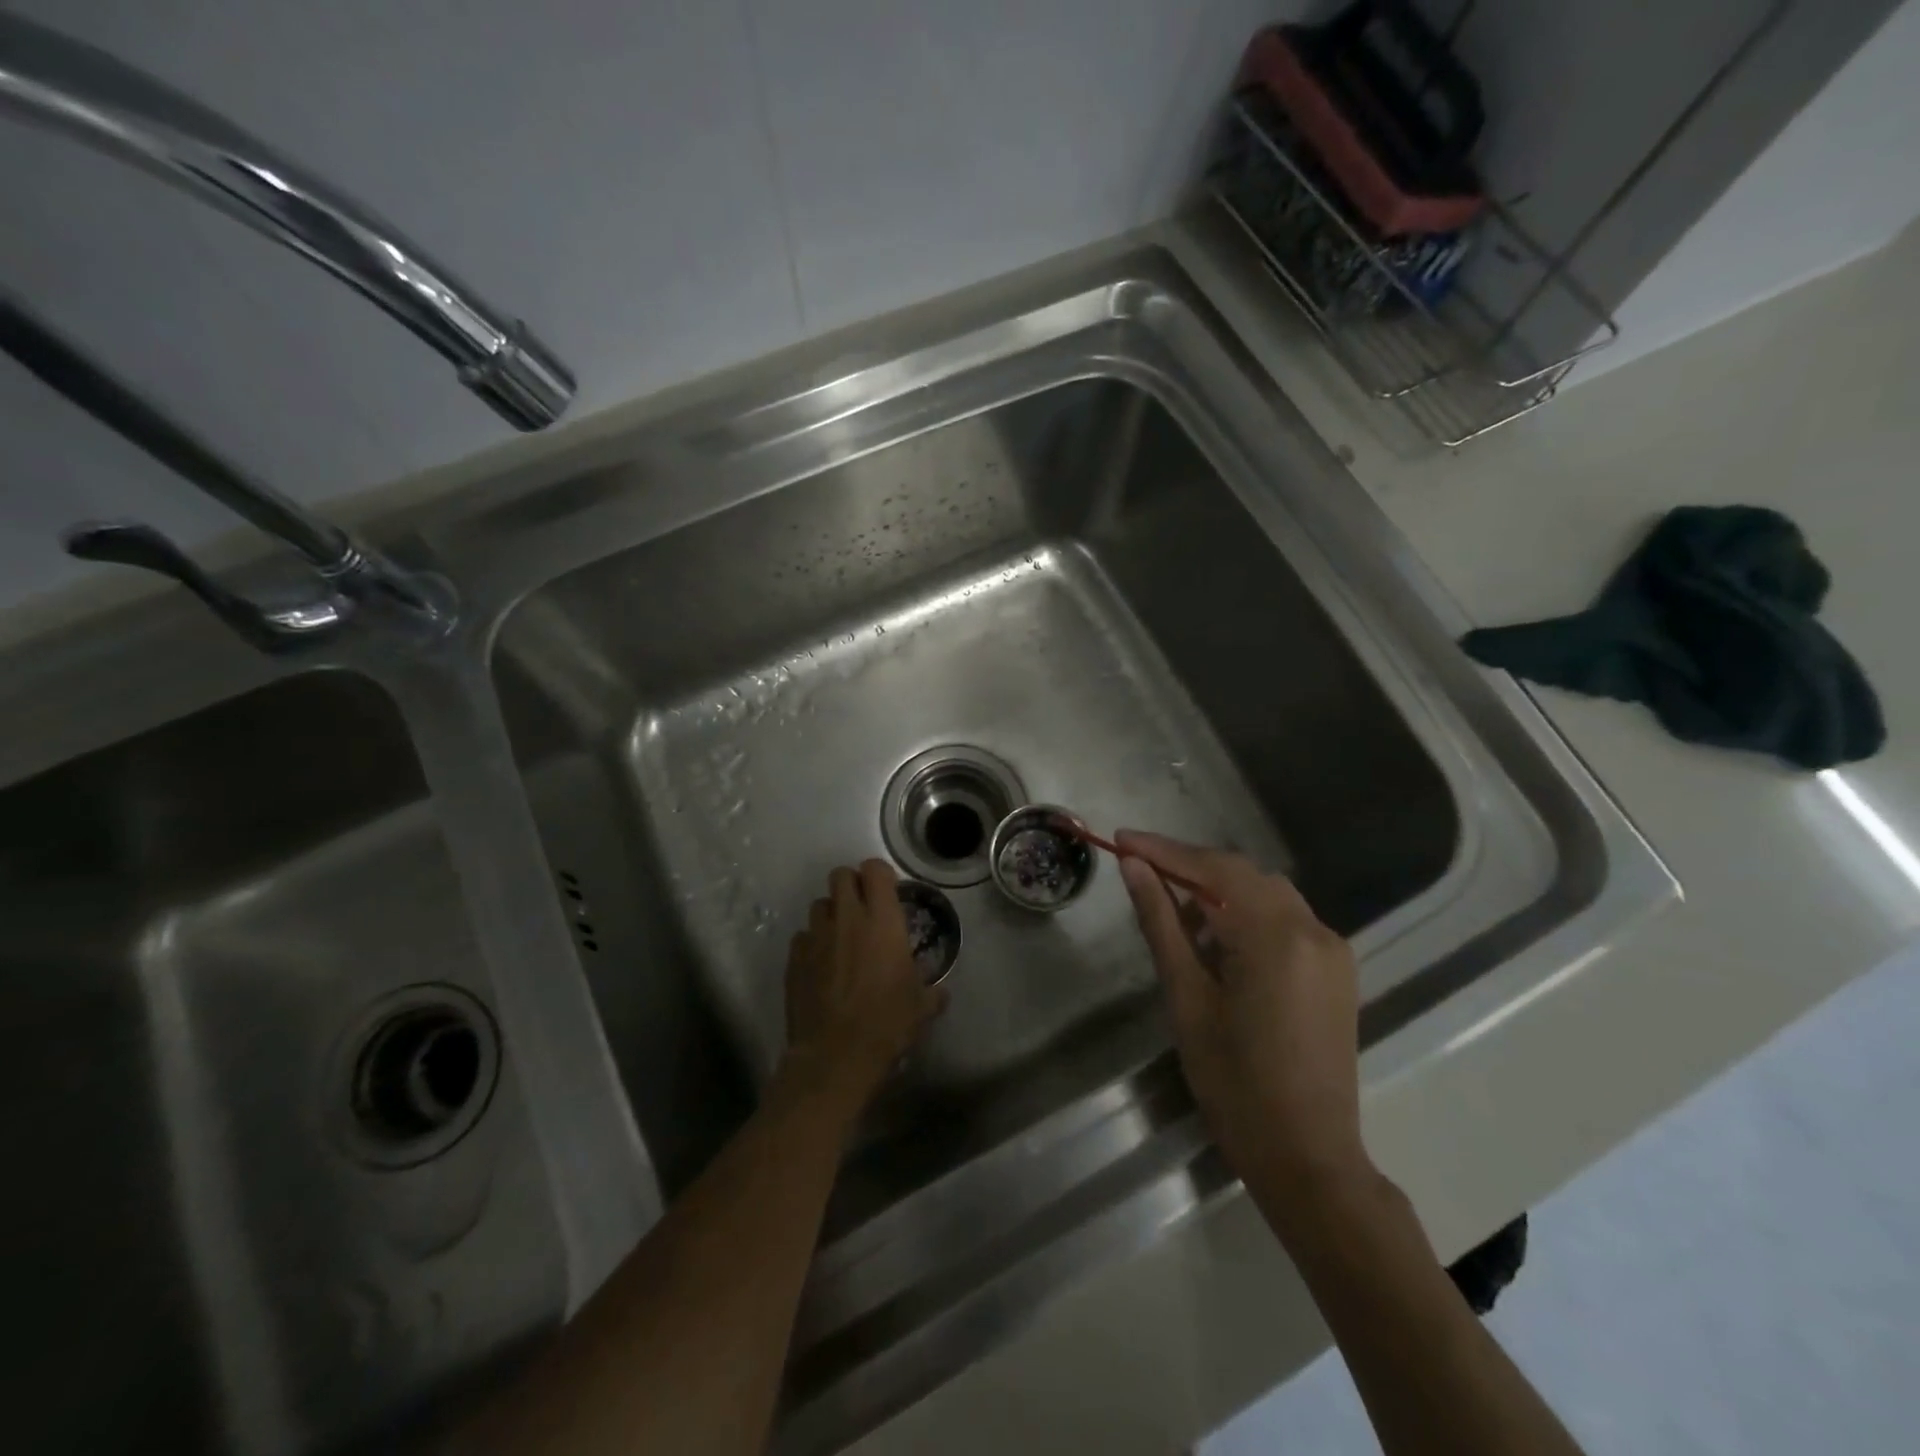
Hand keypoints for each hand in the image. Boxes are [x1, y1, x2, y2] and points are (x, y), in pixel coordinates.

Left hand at [783, 859, 946, 1116]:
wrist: (836, 1056)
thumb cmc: (887, 1024)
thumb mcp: (921, 1007)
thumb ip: (932, 992)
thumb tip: (940, 992)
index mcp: (882, 921)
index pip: (874, 869)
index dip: (880, 875)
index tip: (888, 893)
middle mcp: (847, 918)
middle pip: (840, 875)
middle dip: (851, 885)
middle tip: (863, 909)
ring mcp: (816, 937)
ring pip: (819, 904)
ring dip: (831, 914)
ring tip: (840, 938)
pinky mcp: (794, 958)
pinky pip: (803, 937)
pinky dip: (812, 944)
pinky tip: (821, 965)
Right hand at [1116, 831, 1370, 1194]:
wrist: (1307, 1158)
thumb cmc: (1234, 1083)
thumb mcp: (1186, 998)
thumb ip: (1161, 922)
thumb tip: (1133, 867)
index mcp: (1275, 937)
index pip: (1213, 869)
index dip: (1163, 850)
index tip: (1121, 839)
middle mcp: (1313, 929)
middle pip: (1241, 874)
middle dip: (1188, 866)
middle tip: (1139, 868)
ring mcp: (1332, 949)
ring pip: (1265, 893)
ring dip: (1217, 890)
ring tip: (1172, 908)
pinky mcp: (1336, 970)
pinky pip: (1284, 919)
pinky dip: (1246, 914)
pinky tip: (1216, 938)